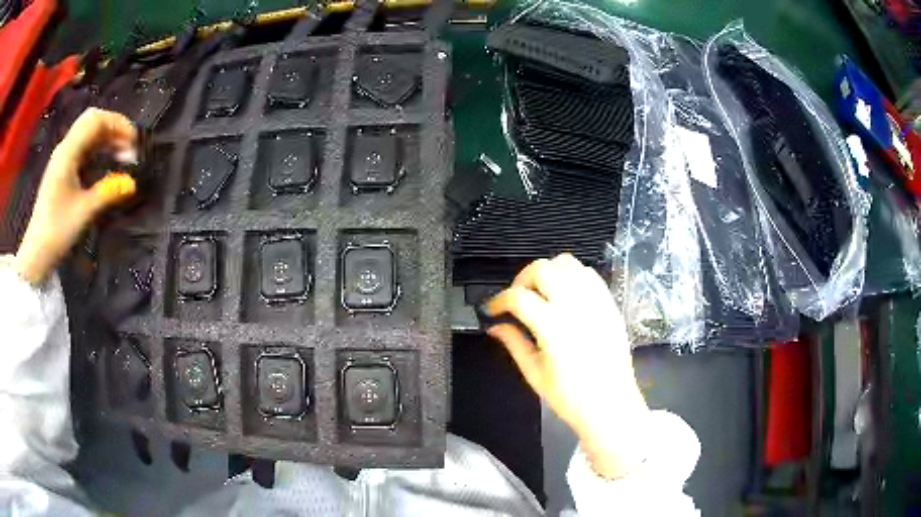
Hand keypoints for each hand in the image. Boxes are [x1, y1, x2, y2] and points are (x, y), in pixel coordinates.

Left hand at [14, 108, 137, 284]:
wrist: (37, 253)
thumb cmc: (57, 231)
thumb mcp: (83, 212)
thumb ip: (108, 192)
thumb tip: (132, 183)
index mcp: (68, 152)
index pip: (96, 120)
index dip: (118, 124)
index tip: (134, 142)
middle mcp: (65, 148)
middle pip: (92, 121)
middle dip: (113, 127)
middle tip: (128, 146)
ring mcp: (62, 159)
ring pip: (88, 134)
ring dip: (106, 138)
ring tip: (121, 155)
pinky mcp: (62, 170)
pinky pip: (83, 148)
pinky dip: (97, 149)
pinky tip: (106, 162)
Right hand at [487, 253, 649, 479]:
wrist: (611, 405)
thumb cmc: (571, 397)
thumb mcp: (535, 374)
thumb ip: (514, 344)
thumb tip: (495, 326)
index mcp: (554, 329)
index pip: (519, 297)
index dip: (499, 300)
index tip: (492, 309)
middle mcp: (576, 308)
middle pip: (543, 269)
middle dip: (522, 279)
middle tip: (516, 298)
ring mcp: (596, 302)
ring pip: (568, 263)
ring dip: (548, 272)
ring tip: (540, 293)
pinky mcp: (609, 304)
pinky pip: (589, 274)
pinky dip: (571, 276)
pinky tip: (565, 295)